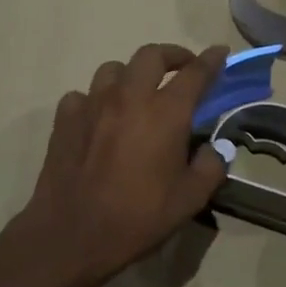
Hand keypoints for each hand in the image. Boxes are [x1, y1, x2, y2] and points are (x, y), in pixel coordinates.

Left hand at [13, 42, 229, 286]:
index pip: (195, 74)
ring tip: (138, 93)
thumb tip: (213, 150)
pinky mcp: (65, 119)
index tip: (220, 52)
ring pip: (113, 70)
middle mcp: (129, 97)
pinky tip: (99, 119)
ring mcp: (92, 105)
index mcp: (165, 113)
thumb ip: (210, 168)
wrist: (72, 234)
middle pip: (150, 55)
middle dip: (171, 56)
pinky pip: (83, 95)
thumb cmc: (138, 218)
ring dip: (131, 75)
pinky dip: (96, 100)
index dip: (211, 60)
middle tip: (181, 70)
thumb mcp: (190, 200)